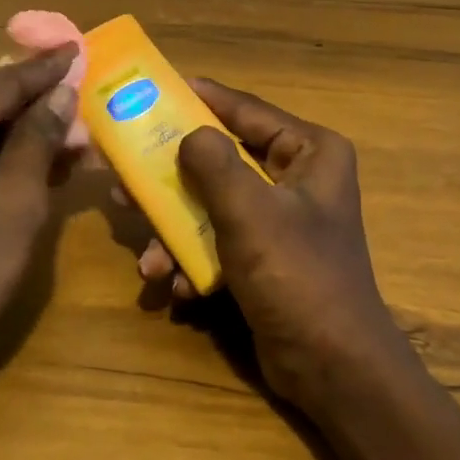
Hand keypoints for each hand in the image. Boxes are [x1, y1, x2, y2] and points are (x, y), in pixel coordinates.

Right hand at [145, 79, 409, 410]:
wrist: (332, 369)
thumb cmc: (297, 277)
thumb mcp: (251, 213)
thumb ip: (214, 165)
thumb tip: (189, 133)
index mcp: (310, 152)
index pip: (247, 110)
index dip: (201, 98)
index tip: (156, 89)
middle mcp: (297, 178)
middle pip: (222, 159)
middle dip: (174, 176)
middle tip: (127, 174)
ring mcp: (280, 220)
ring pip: (213, 205)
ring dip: (176, 230)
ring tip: (145, 254)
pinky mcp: (265, 257)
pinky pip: (219, 242)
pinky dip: (193, 261)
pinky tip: (173, 286)